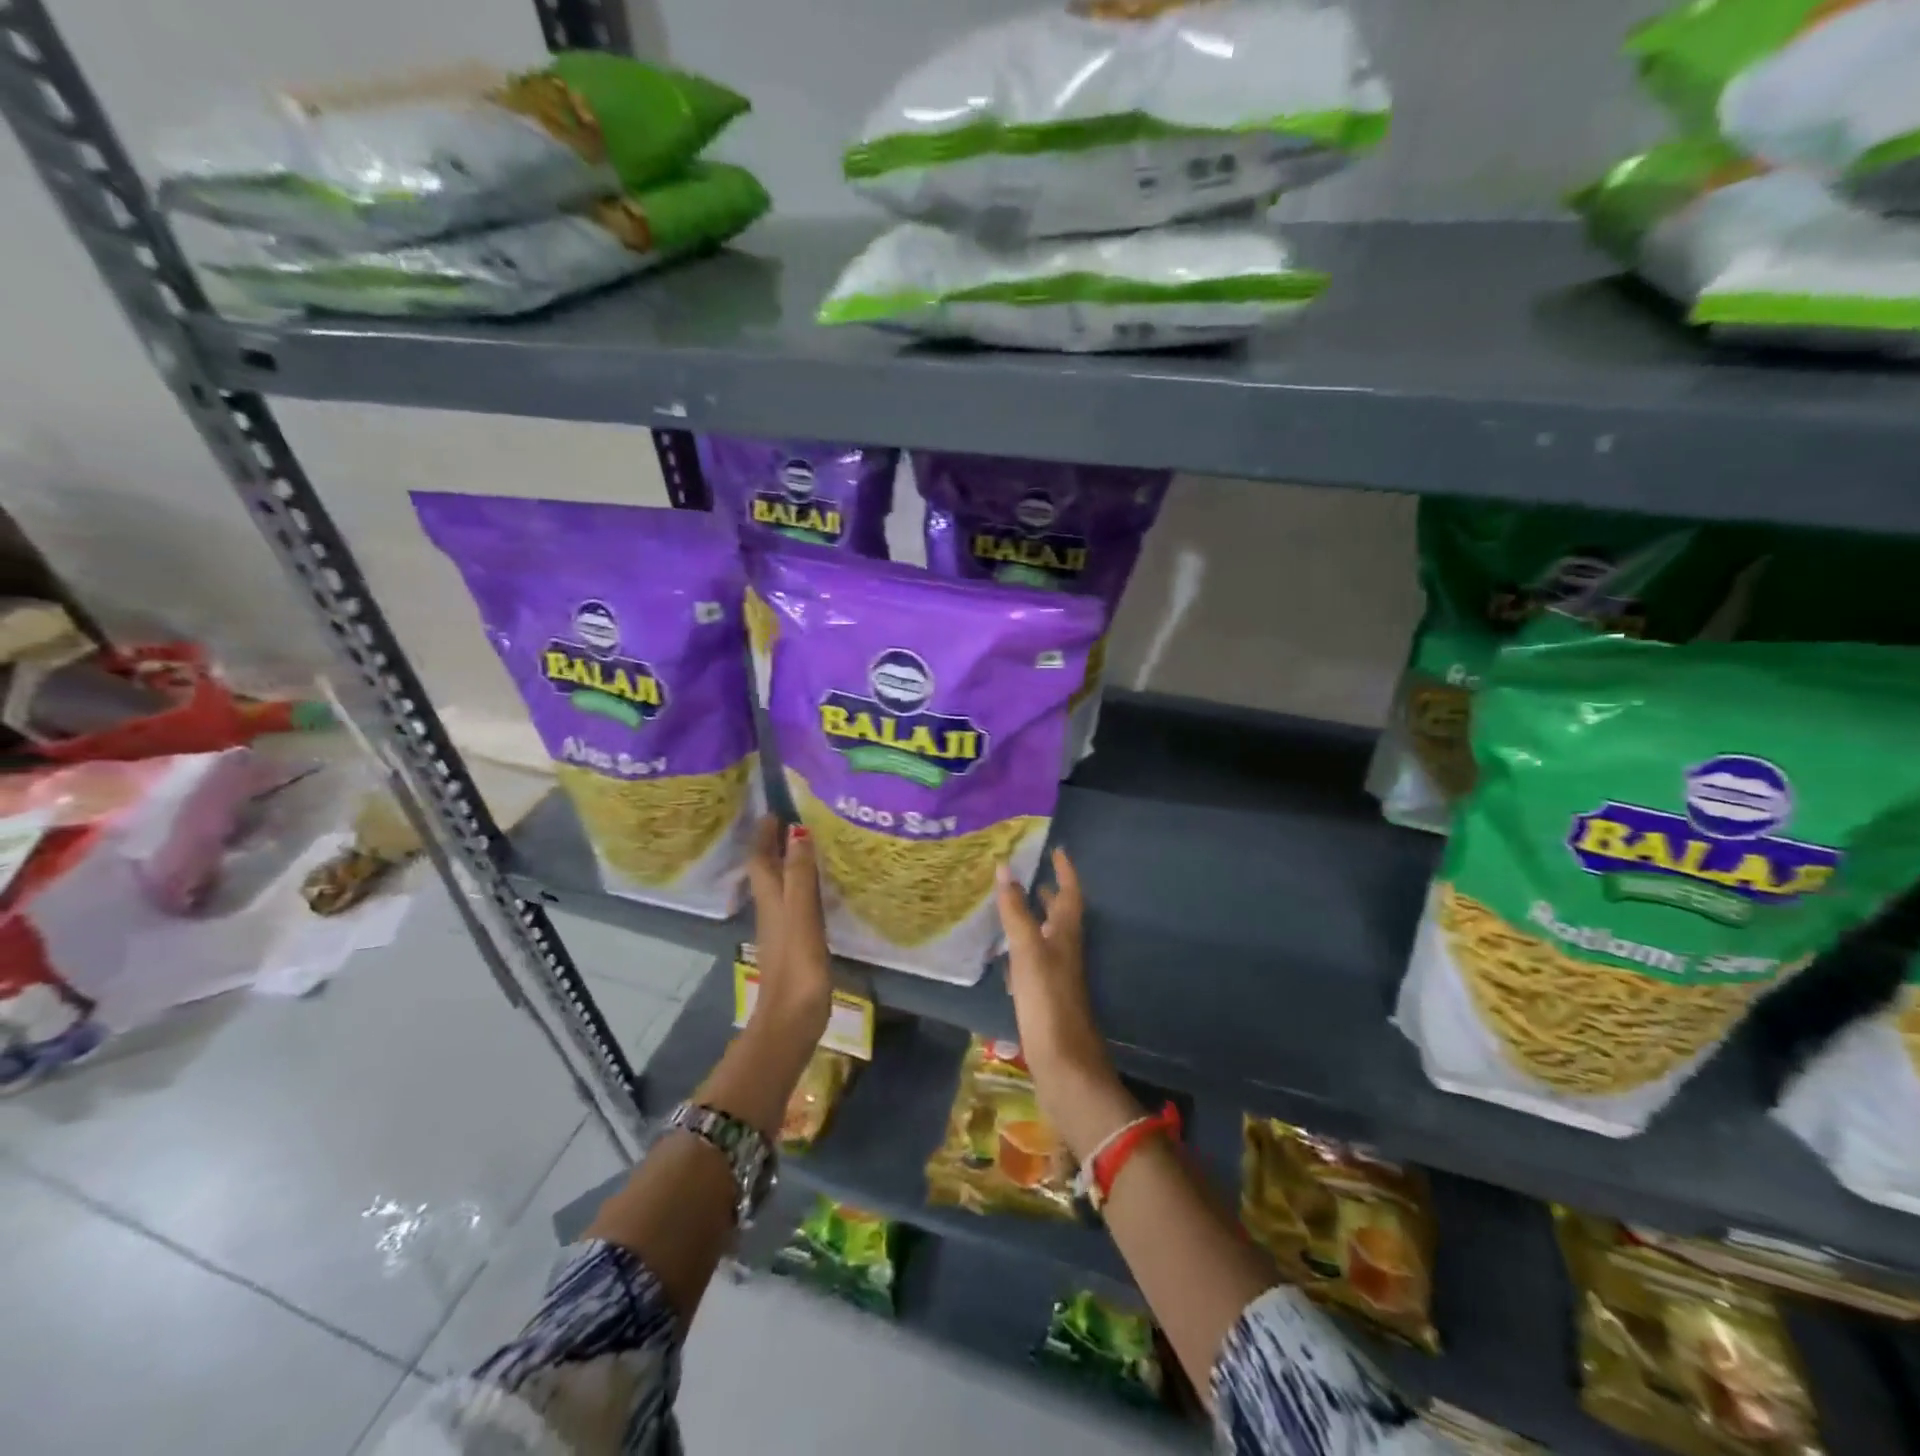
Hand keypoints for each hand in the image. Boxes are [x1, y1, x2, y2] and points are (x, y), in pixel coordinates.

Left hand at [745, 816, 832, 1042]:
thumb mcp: (801, 913)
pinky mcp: (795, 946)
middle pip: (767, 872)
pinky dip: (802, 889)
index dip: (764, 835)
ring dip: (788, 866)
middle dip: (774, 846)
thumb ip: (800, 874)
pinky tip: (819, 892)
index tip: (773, 811)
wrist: (792, 1019)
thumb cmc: (797, 964)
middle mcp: (771, 911)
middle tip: (793, 823)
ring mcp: (782, 930)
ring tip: (809, 849)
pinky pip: (796, 905)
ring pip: (780, 888)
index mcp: (770, 900)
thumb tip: (796, 831)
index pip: (760, 859)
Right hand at [995, 849, 1137, 1160]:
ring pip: (1046, 940)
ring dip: (1033, 920)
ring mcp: (1056, 978)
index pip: (1070, 895)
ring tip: (1012, 907)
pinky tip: (1005, 957)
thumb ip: (1016, 912)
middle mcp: (1065, 953)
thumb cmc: (1048, 1004)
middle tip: (1029, 874)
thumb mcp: (1029, 952)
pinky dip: (1021, 952)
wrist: (1065, 1068)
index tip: (1058, 850)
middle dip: (1048, 894)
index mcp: (1067, 937)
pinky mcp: (1044, 1000)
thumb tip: (1004, 868)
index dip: (1065, 872)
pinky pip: (1032, 964)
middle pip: (1060, 916)